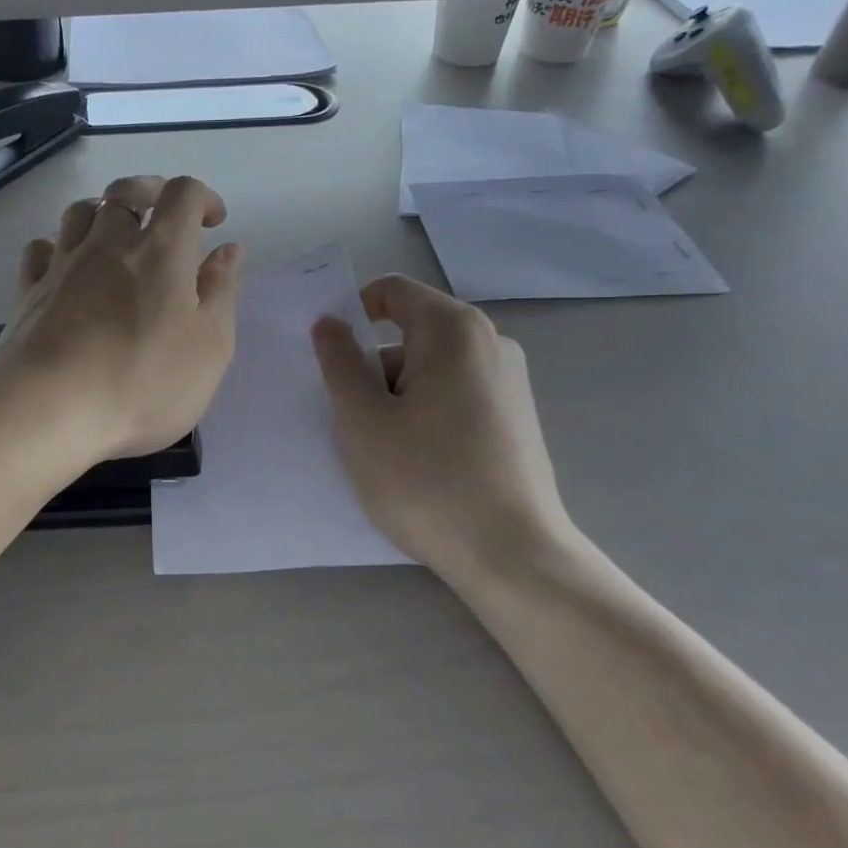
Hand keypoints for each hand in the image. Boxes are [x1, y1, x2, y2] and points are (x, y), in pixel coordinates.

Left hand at [0, 175, 244, 467]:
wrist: (48, 408)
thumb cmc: (143, 381)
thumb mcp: (210, 345)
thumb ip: (222, 291)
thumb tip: (229, 249)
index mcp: (161, 250)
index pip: (183, 193)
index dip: (203, 197)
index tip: (213, 223)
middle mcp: (109, 243)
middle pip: (126, 191)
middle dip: (151, 191)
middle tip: (165, 214)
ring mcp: (63, 264)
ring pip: (80, 211)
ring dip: (103, 212)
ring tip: (116, 236)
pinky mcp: (29, 291)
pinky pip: (42, 248)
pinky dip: (59, 245)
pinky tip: (67, 265)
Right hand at [311, 275, 571, 576]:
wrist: (513, 555)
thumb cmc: (426, 480)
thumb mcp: (362, 419)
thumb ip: (339, 362)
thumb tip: (330, 324)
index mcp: (453, 329)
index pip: (392, 292)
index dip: (352, 314)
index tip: (331, 361)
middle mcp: (490, 342)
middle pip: (411, 332)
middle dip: (374, 367)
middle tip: (355, 419)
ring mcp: (510, 380)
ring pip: (431, 368)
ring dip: (397, 395)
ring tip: (386, 451)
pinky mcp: (517, 416)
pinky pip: (455, 394)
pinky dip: (426, 412)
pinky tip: (420, 462)